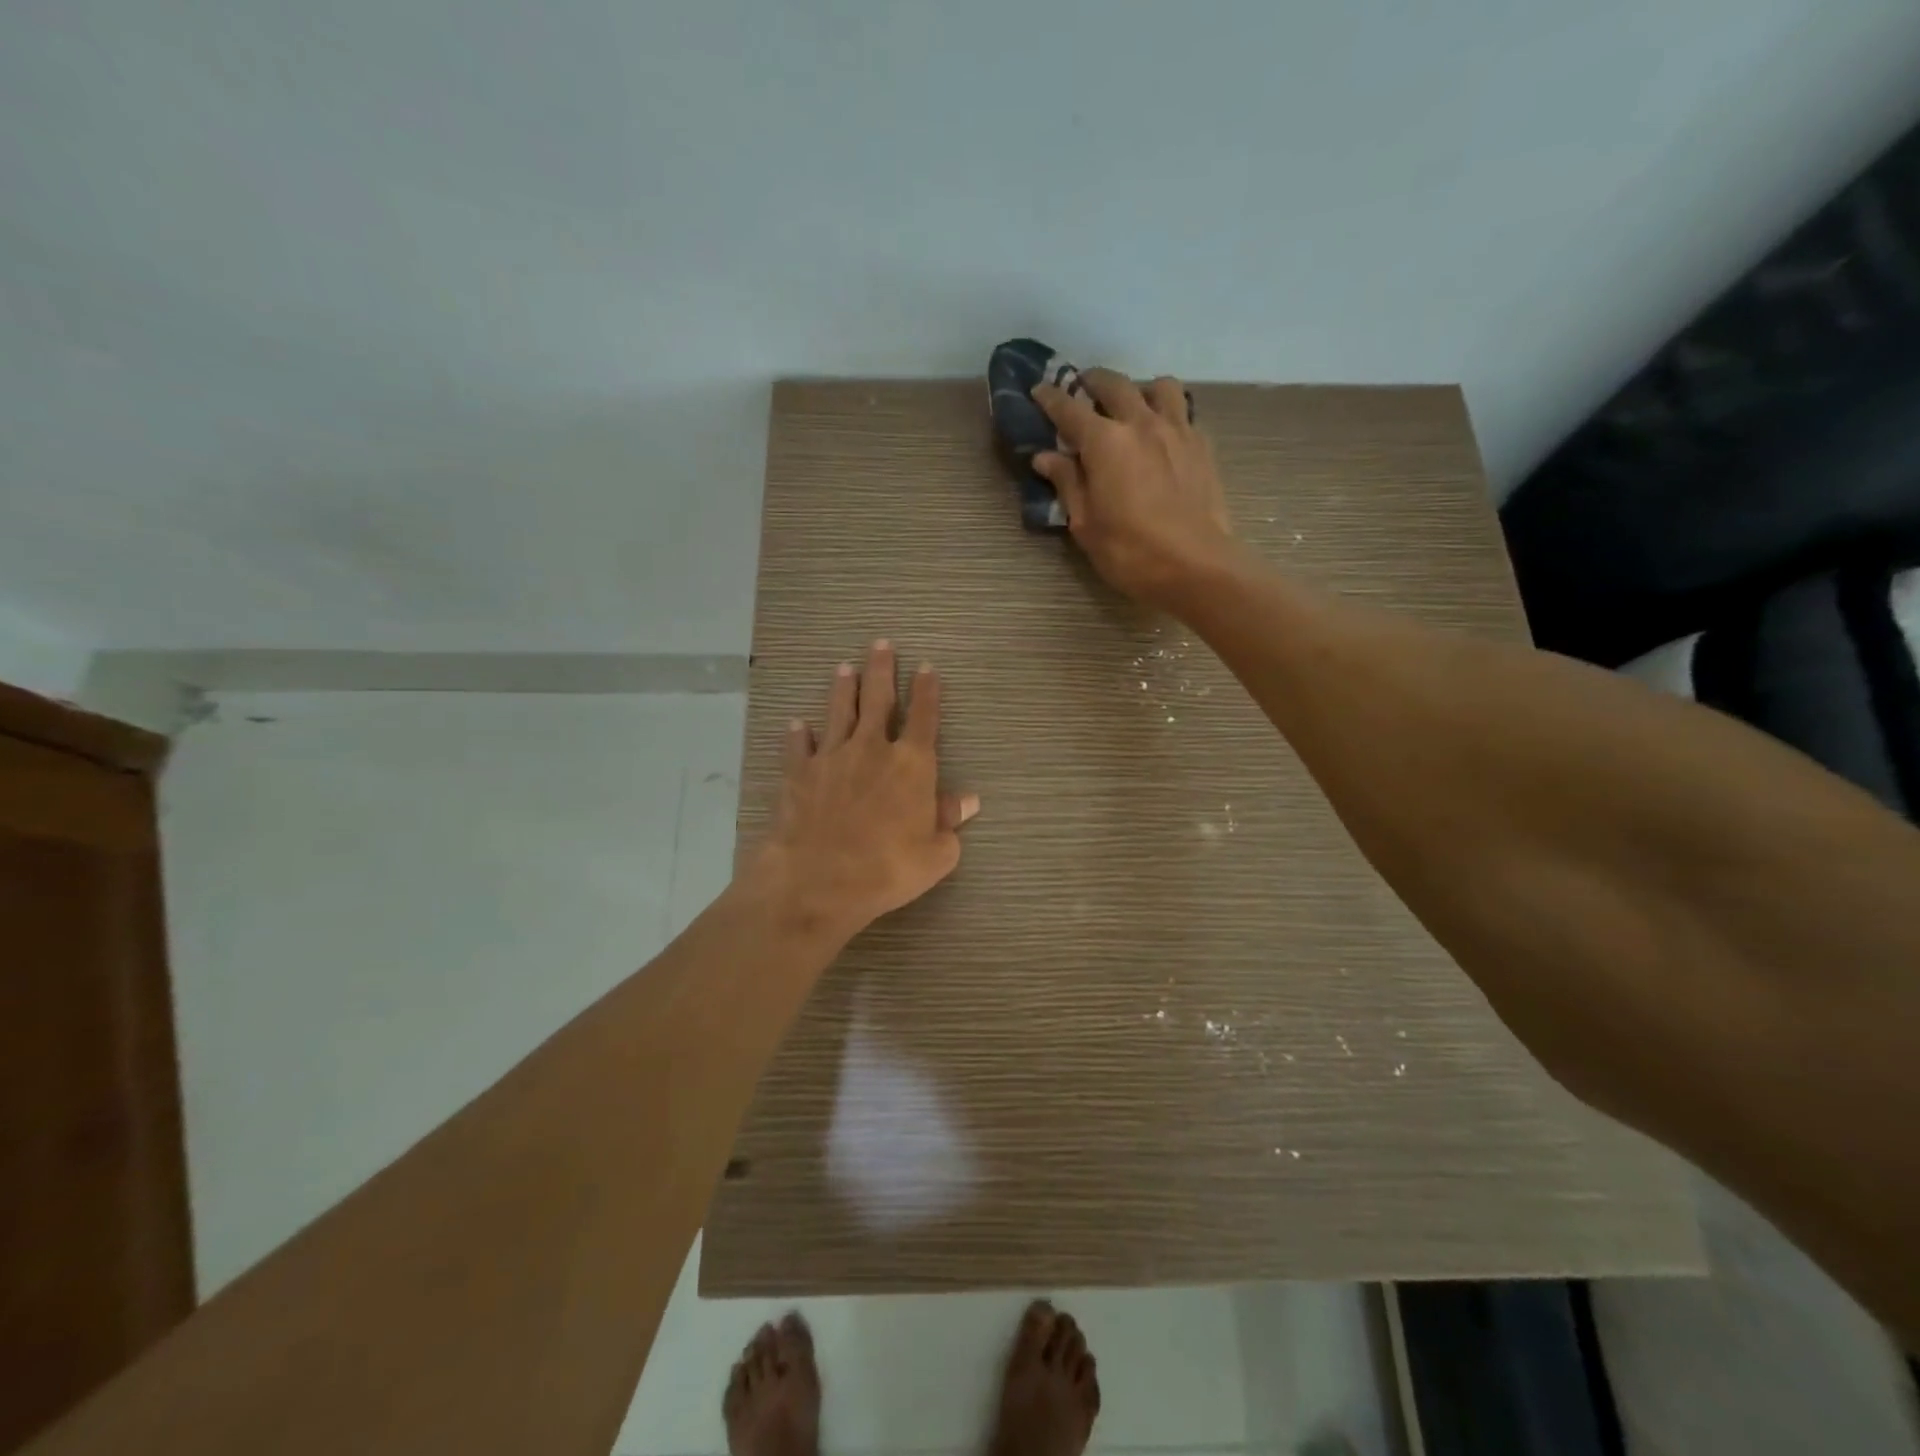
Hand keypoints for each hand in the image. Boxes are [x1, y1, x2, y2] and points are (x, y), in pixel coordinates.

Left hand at [749, 640, 978, 944]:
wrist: (818, 880)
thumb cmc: (887, 869)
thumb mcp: (936, 854)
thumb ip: (950, 822)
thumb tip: (969, 800)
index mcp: (911, 764)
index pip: (924, 717)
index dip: (927, 691)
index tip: (927, 667)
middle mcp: (872, 749)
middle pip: (879, 699)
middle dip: (882, 669)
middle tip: (881, 644)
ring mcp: (832, 757)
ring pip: (839, 712)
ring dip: (843, 688)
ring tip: (844, 667)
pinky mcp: (799, 773)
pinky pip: (799, 746)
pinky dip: (798, 734)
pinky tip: (797, 724)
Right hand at [1032, 369, 1239, 611]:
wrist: (1197, 566)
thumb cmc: (1130, 552)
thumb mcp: (1085, 525)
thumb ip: (1067, 483)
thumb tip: (1046, 457)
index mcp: (1105, 442)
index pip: (1069, 408)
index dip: (1050, 397)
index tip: (1039, 390)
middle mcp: (1141, 423)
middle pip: (1114, 384)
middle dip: (1092, 382)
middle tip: (1081, 390)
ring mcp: (1177, 430)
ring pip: (1158, 386)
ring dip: (1138, 389)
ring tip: (1131, 406)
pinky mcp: (1202, 445)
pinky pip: (1183, 412)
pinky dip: (1167, 412)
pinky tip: (1161, 434)